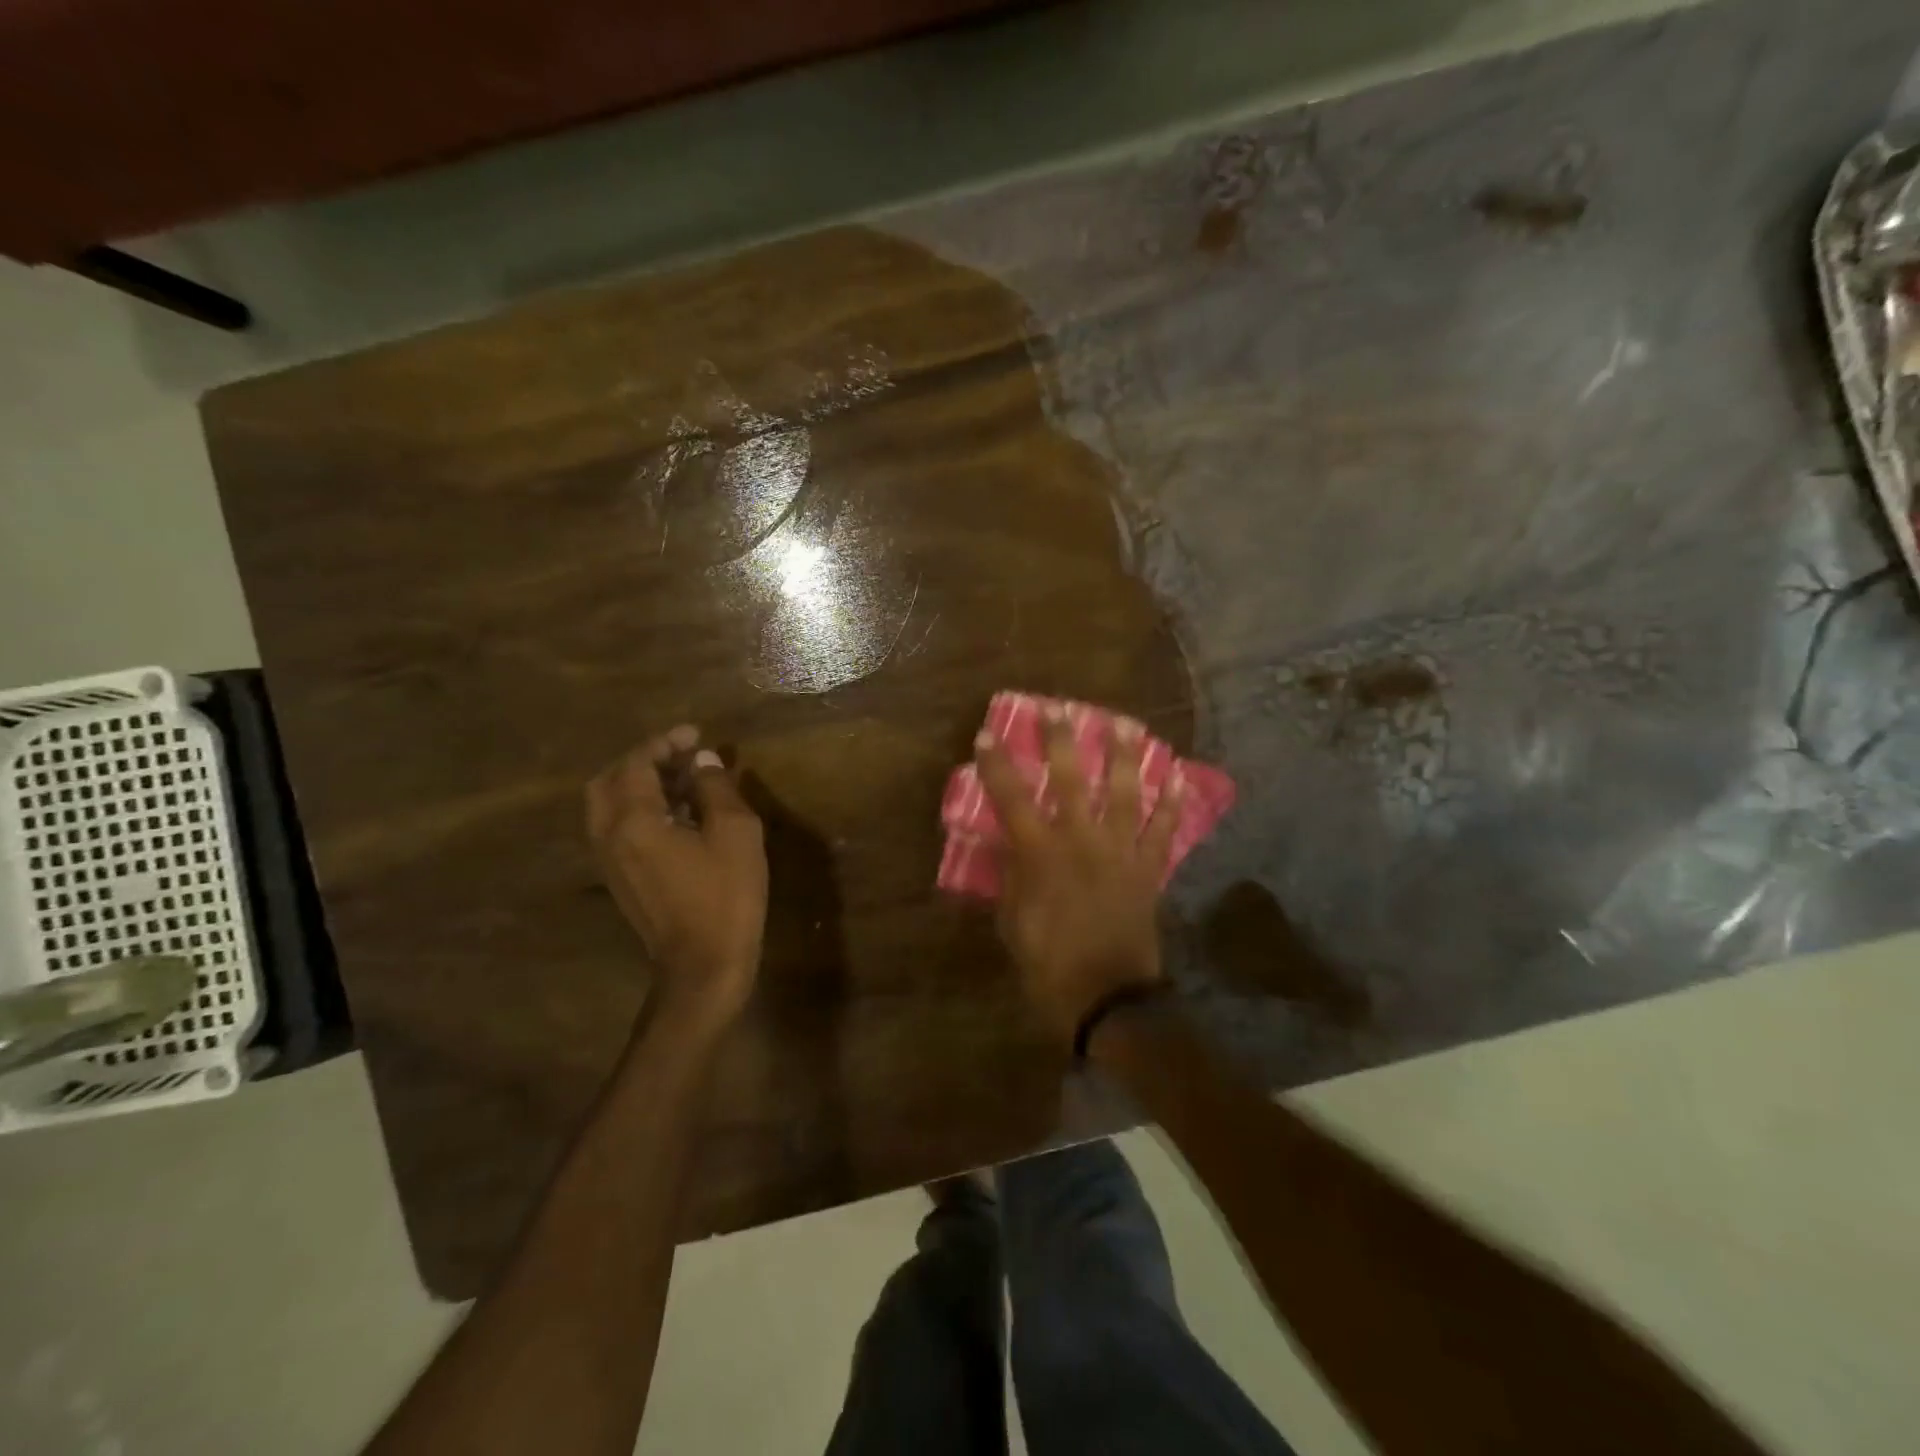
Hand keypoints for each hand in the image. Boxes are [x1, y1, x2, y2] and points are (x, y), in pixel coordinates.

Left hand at [586, 725, 767, 1029]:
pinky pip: (620, 829)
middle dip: (644, 760)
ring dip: (642, 785)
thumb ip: (716, 788)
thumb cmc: (725, 896)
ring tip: (687, 782)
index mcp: (633, 821)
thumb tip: (703, 761)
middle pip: (609, 781)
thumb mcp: (735, 833)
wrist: (704, 966)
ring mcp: (610, 862)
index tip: (695, 734)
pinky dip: (642, 809)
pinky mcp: (621, 880)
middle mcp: (609, 837)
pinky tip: (681, 816)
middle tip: (682, 756)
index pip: (636, 763)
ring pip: (611, 806)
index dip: (664, 742)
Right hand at [975, 708, 1183, 1048]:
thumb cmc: (1049, 964)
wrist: (1108, 998)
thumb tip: (1012, 845)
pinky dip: (1171, 803)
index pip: (1012, 799)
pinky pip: (1163, 831)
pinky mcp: (1148, 870)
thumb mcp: (1013, 922)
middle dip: (1062, 741)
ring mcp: (1121, 853)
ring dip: (1125, 757)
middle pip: (1071, 780)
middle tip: (1058, 709)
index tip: (987, 735)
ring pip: (1125, 793)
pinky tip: (1176, 776)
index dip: (998, 765)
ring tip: (1126, 724)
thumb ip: (1012, 877)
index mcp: (1042, 855)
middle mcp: (1083, 842)